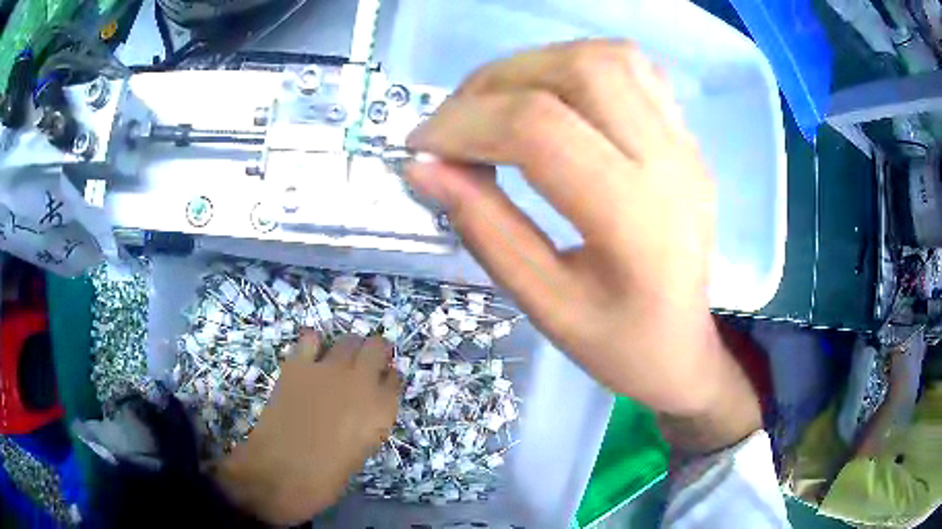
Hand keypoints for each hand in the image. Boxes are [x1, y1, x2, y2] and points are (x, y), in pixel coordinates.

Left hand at [215, 332, 398, 524]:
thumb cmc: (326, 477)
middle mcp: (361, 383)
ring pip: (348, 340)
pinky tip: (311, 356)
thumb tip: (361, 409)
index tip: (382, 383)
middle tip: (366, 364)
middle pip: (377, 348)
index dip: (388, 379)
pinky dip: (313, 344)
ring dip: (349, 348)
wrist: (281, 472)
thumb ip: (367, 423)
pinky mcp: (298, 365)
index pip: (395, 379)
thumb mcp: (360, 452)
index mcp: (381, 411)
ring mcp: (328, 370)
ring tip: (339, 360)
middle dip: (375, 353)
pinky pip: (310, 339)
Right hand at [404, 40, 757, 433]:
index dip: (466, 125)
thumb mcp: (545, 305)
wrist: (684, 346)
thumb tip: (423, 168)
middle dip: (495, 82)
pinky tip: (553, 101)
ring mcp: (686, 143)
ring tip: (496, 106)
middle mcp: (672, 163)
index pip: (541, 130)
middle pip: (579, 70)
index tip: (421, 146)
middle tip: (455, 122)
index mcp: (639, 221)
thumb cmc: (620, 344)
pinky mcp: (686, 136)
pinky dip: (577, 67)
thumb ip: (484, 229)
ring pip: (607, 56)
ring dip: (535, 66)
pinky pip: (634, 69)